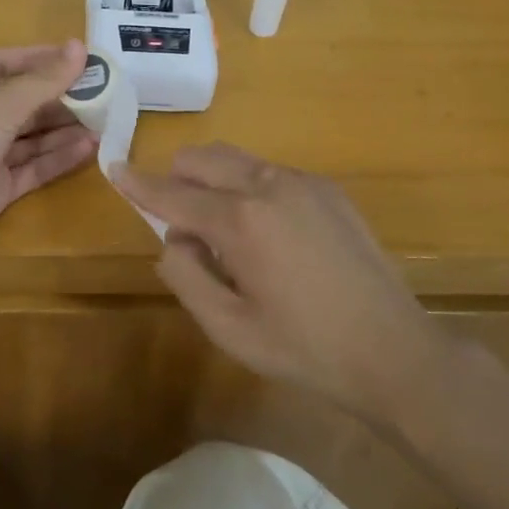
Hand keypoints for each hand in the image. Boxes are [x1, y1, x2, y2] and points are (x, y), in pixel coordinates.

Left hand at [0, 42, 94, 278]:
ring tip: (103, 121)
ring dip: (63, 129)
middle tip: (101, 93)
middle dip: (58, 97)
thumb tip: (79, 47)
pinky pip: (32, 168)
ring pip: (30, 137)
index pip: (2, 64)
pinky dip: (58, 158)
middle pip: (21, 102)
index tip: (76, 58)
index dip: (37, 58)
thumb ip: (41, 81)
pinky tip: (89, 149)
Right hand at [117, 144, 440, 422]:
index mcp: (240, 220)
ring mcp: (303, 182)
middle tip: (176, 218)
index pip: (174, 193)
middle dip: (178, 177)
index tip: (115, 168)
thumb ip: (187, 276)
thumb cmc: (304, 348)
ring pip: (238, 160)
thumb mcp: (230, 329)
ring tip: (224, 232)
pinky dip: (250, 188)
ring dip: (214, 181)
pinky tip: (268, 233)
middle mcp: (268, 185)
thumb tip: (173, 239)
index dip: (139, 184)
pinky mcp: (328, 189)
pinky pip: (270, 173)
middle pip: (204, 158)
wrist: (393, 350)